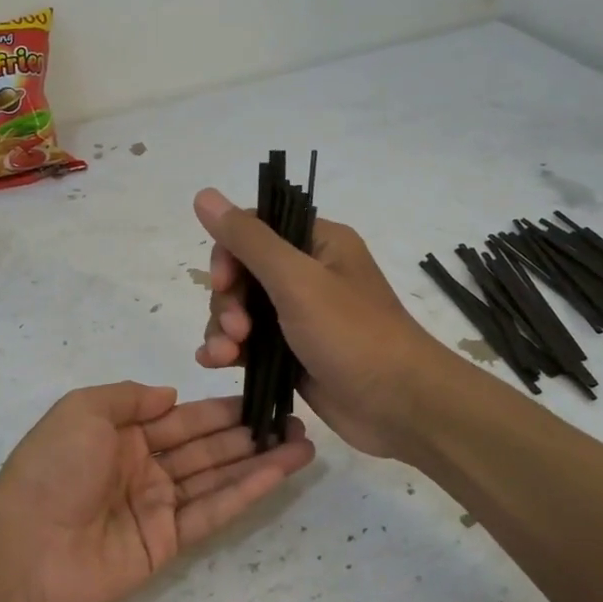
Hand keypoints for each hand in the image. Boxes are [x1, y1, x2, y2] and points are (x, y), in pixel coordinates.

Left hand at [0, 382, 314, 601]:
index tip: (261, 398)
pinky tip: (277, 474)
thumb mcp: (82, 410)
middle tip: (294, 421)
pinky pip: (212, 511)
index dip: (221, 409)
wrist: (24, 548)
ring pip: (217, 478)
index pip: (182, 418)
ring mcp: (157, 507)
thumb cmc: (52, 468)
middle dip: (249, 433)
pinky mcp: (168, 543)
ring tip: (302, 445)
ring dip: (259, 462)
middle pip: (206, 447)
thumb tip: (171, 395)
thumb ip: (129, 398)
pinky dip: (246, 493)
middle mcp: (144, 468)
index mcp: (122, 435)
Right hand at [193, 188, 446, 460]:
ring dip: (223, 329)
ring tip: (224, 356)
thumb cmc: (353, 335)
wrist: (399, 407)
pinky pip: (248, 343)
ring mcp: (299, 317)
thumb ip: (249, 240)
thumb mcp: (297, 281)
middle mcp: (308, 275)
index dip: (229, 254)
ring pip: (241, 311)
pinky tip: (215, 363)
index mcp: (318, 244)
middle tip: (236, 331)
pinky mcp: (292, 354)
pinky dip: (229, 350)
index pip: (254, 230)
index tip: (225, 283)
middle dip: (228, 301)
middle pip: (242, 273)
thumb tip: (203, 194)